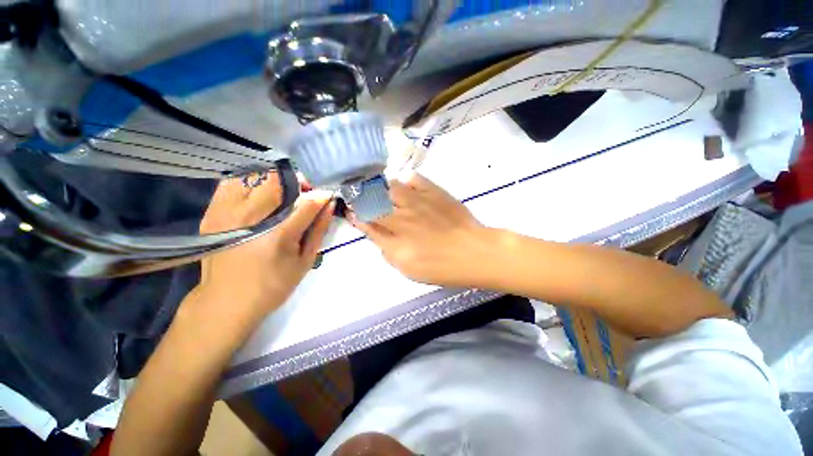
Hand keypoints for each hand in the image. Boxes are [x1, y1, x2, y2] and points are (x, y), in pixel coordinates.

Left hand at [191, 174, 333, 327]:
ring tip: (279, 193)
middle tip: (302, 193)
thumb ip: (318, 229)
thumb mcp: (305, 260)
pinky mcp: (211, 214)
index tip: (325, 194)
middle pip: (276, 182)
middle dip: (295, 182)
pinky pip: (230, 184)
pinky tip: (256, 196)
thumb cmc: (273, 284)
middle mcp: (249, 220)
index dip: (319, 195)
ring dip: (271, 181)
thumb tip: (329, 204)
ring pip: (251, 177)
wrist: (226, 302)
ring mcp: (225, 214)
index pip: (306, 203)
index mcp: (278, 236)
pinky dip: (248, 183)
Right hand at [351, 172, 492, 287]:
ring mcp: (418, 203)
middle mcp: (402, 220)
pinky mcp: (434, 192)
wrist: (473, 252)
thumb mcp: (409, 270)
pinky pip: (413, 178)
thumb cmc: (442, 267)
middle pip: (372, 203)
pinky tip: (406, 187)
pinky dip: (406, 181)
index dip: (356, 217)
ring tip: (382, 190)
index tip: (351, 211)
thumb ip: (388, 253)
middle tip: (360, 196)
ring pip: (389, 187)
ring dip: (381, 188)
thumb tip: (378, 235)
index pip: (367, 225)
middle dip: (361, 198)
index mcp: (394, 243)